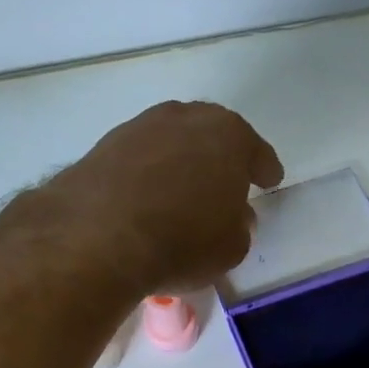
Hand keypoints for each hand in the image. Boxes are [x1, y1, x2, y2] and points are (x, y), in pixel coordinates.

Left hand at [43, 101, 283, 294]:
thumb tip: (233, 217)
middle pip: (212, 134)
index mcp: (230, 136)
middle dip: (220, 156)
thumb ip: (239, 227)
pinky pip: (140, 158)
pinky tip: (147, 196)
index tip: (269, 180)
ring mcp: (141, 127)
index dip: (264, 169)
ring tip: (182, 190)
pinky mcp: (104, 145)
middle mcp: (186, 119)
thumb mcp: (231, 248)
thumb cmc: (183, 241)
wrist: (99, 236)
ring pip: (172, 141)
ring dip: (180, 161)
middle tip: (225, 179)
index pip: (257, 152)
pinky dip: (148, 173)